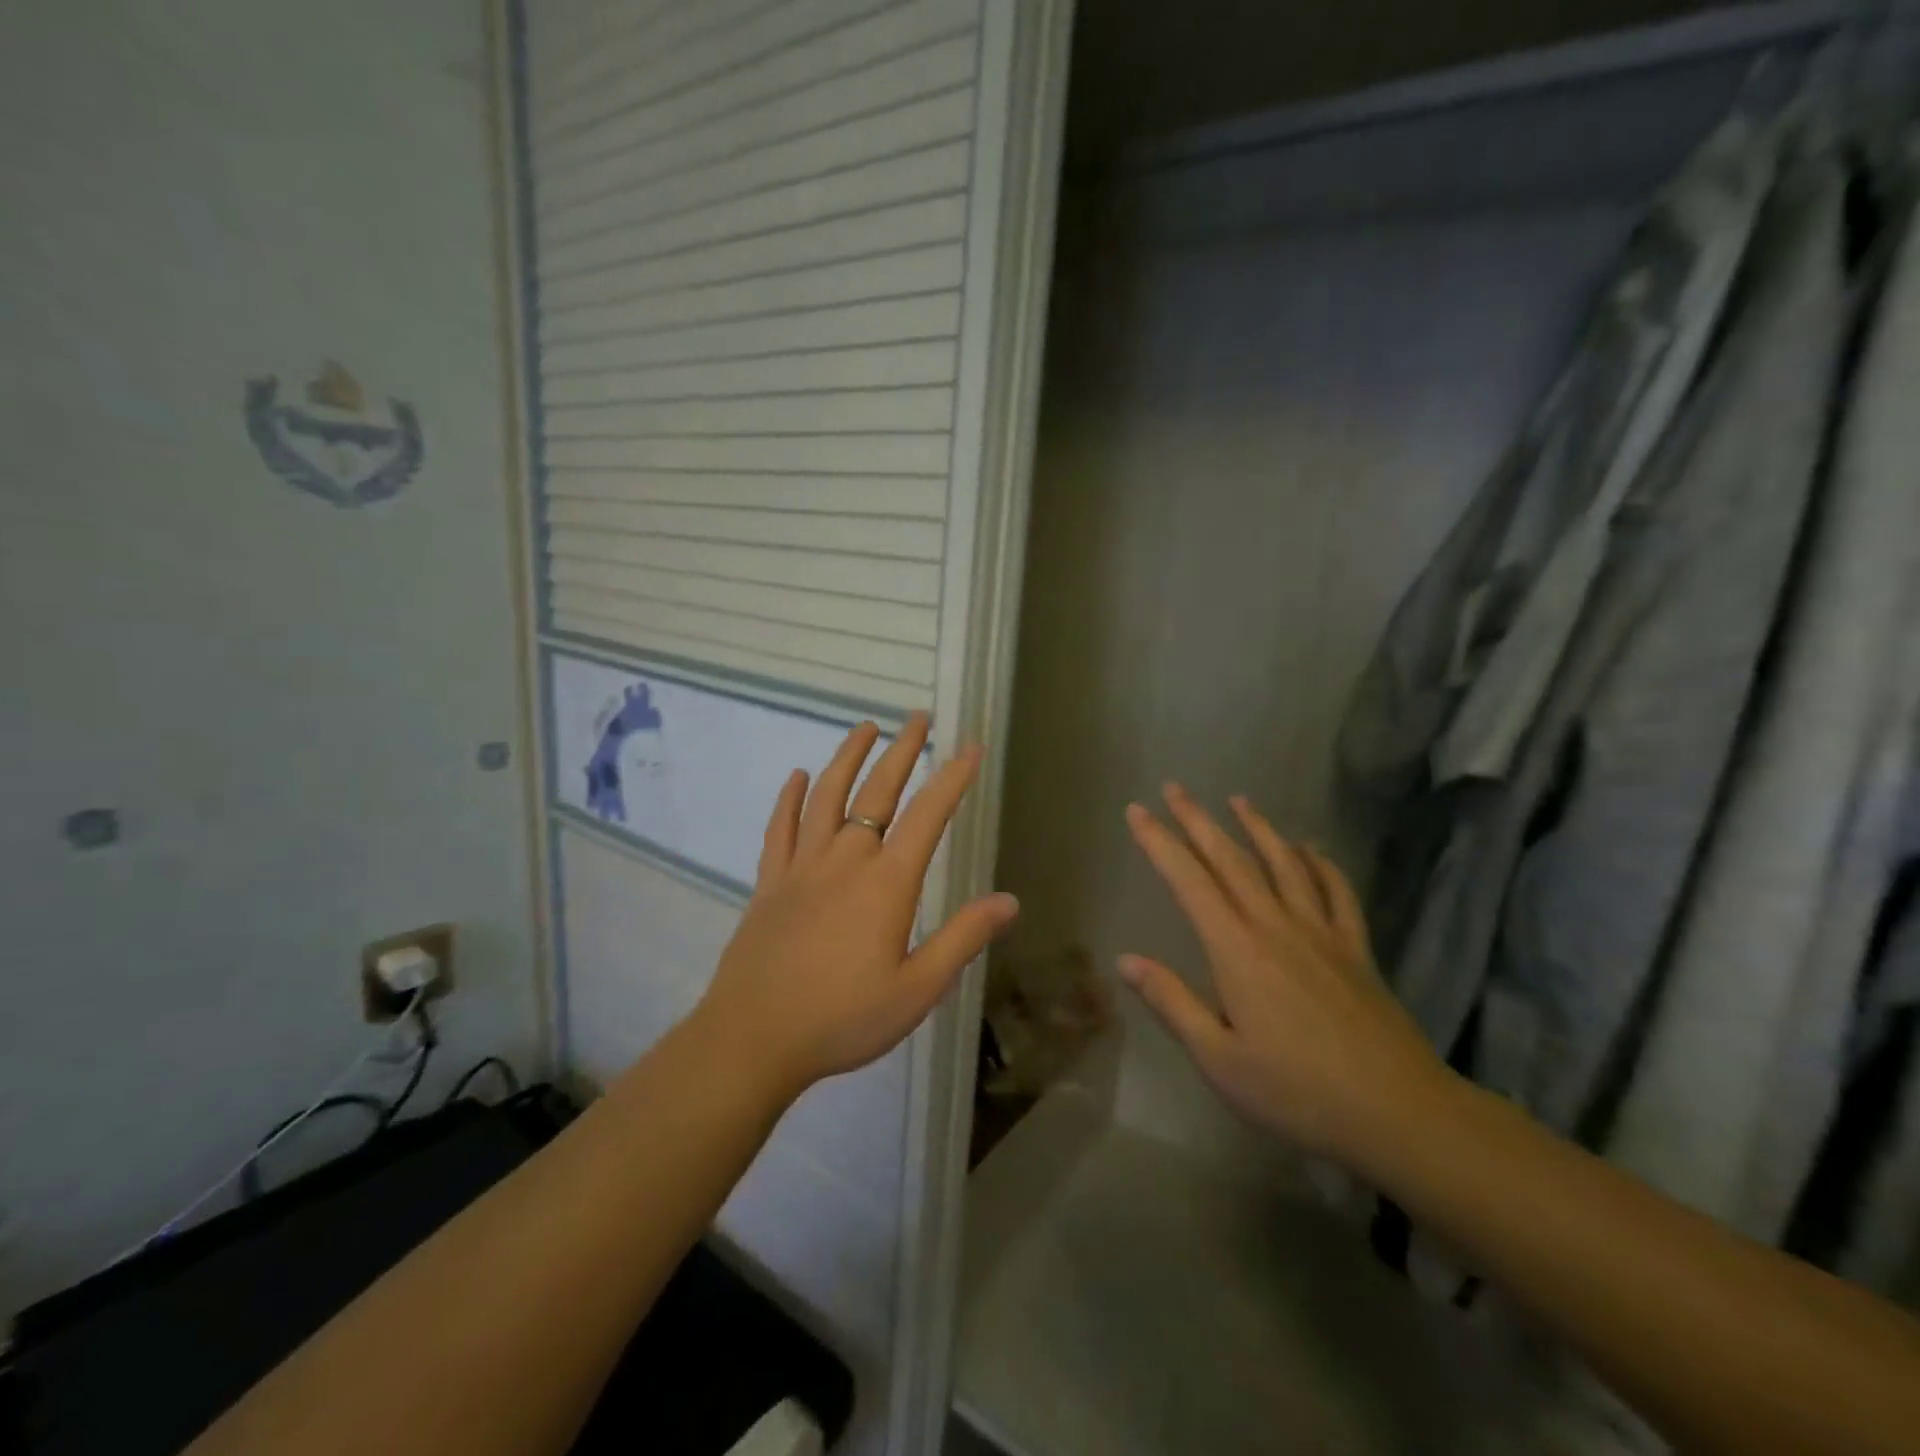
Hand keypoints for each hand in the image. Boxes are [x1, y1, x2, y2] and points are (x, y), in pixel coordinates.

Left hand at [693, 714, 1019, 1098]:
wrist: (753, 1038)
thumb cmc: (843, 1018)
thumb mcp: (917, 989)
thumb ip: (962, 939)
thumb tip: (1009, 901)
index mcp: (887, 883)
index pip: (929, 816)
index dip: (953, 778)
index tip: (970, 746)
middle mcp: (846, 860)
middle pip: (878, 792)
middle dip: (902, 752)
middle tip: (918, 718)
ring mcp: (803, 867)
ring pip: (828, 797)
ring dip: (848, 757)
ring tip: (865, 727)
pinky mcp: (770, 882)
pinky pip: (781, 828)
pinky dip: (791, 798)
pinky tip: (798, 776)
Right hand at [1119, 785, 1449, 1165]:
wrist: (1399, 1114)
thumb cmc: (1297, 1092)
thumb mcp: (1218, 1059)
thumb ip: (1172, 1003)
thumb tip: (1125, 960)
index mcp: (1236, 950)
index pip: (1188, 881)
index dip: (1159, 842)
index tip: (1137, 811)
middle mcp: (1275, 926)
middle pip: (1231, 859)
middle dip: (1198, 820)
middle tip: (1174, 788)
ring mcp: (1321, 933)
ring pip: (1284, 864)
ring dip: (1258, 827)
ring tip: (1238, 800)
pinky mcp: (1356, 949)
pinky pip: (1337, 892)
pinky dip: (1321, 863)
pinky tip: (1311, 849)